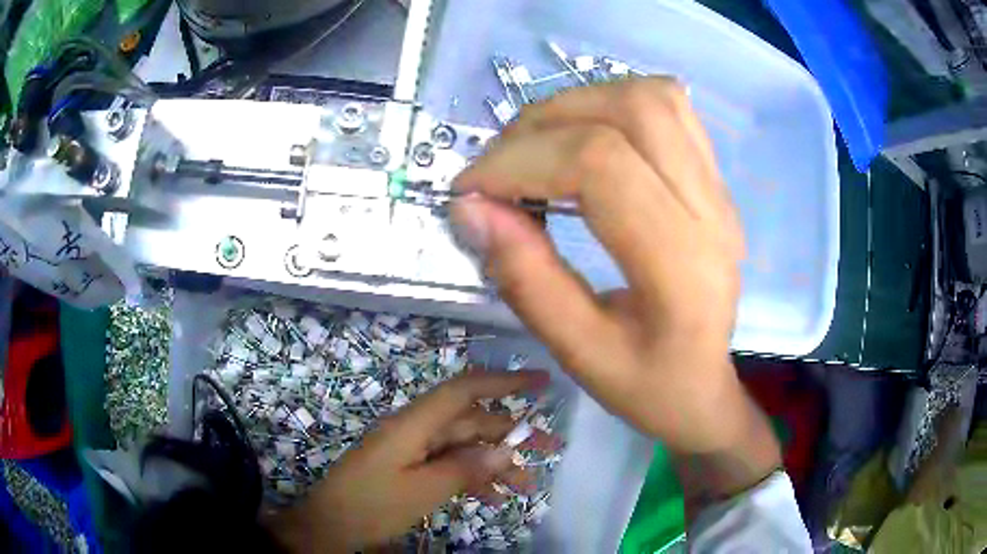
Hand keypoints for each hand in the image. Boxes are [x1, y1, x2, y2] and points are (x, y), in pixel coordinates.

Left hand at [269, 371, 549, 552]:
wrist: (330, 525)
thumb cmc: (372, 505)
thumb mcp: (422, 491)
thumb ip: (465, 468)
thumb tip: (506, 451)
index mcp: (414, 424)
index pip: (464, 389)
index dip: (503, 380)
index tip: (540, 382)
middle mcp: (416, 430)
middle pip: (471, 422)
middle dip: (511, 434)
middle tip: (549, 449)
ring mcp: (413, 449)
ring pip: (464, 447)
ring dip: (495, 463)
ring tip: (526, 485)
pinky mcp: (411, 468)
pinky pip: (450, 465)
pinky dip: (473, 478)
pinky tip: (493, 497)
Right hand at [451, 78, 748, 454]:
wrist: (704, 386)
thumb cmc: (648, 386)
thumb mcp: (578, 353)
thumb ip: (525, 278)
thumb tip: (471, 208)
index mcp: (681, 265)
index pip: (601, 166)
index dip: (521, 163)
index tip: (469, 192)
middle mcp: (711, 210)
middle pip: (629, 111)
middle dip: (543, 124)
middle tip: (498, 167)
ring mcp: (718, 188)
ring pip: (652, 96)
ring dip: (579, 105)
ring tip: (537, 147)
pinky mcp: (714, 179)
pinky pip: (669, 107)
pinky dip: (613, 105)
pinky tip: (585, 140)